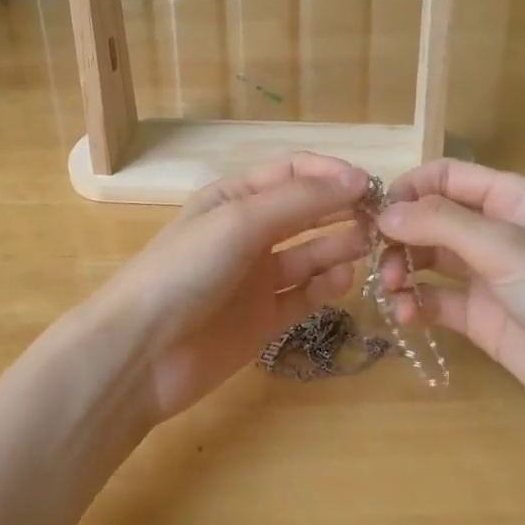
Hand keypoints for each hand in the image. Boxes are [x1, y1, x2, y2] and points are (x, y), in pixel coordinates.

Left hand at [91, 153, 369, 422]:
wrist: (141, 352)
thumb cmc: (186, 270)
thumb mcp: (241, 221)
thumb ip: (300, 200)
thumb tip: (358, 178)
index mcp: (235, 197)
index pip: (293, 172)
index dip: (332, 174)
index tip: (371, 186)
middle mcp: (248, 232)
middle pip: (306, 211)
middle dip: (342, 209)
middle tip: (383, 219)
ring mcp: (256, 277)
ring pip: (310, 253)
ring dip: (340, 246)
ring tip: (372, 246)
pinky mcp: (263, 318)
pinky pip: (304, 296)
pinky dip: (325, 287)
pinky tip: (343, 280)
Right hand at [376, 160, 524, 458]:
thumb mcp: (506, 247)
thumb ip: (441, 224)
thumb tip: (384, 212)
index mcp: (511, 199)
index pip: (446, 177)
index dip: (409, 189)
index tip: (376, 215)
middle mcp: (497, 232)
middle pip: (431, 219)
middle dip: (401, 235)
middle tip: (377, 259)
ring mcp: (489, 277)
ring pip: (429, 260)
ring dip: (403, 270)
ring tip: (391, 291)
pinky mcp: (483, 318)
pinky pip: (437, 300)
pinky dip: (415, 304)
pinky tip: (405, 316)